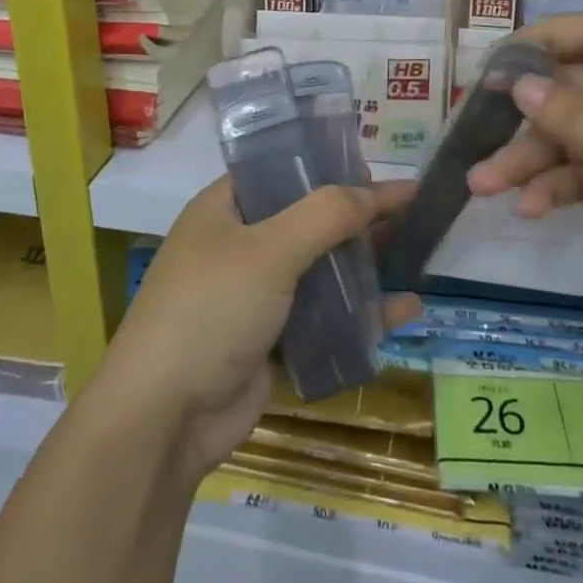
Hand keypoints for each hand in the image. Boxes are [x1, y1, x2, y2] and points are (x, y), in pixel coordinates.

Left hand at [98, 177, 420, 480]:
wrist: (165, 417)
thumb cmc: (211, 311)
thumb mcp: (269, 251)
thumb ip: (326, 215)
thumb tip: (377, 189)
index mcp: (224, 208)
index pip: (282, 171)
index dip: (327, 165)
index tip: (376, 165)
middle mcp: (238, 244)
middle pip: (307, 219)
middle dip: (356, 216)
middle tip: (410, 209)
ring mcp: (254, 295)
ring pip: (320, 269)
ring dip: (364, 265)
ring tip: (417, 251)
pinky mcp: (270, 339)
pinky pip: (323, 316)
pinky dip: (360, 313)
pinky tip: (404, 311)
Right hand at [467, 13, 582, 356]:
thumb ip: (577, 117)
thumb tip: (518, 82)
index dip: (549, 37)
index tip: (498, 61)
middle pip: (578, 93)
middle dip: (526, 114)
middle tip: (473, 129)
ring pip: (575, 141)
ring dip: (530, 160)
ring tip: (483, 185)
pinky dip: (558, 190)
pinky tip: (529, 209)